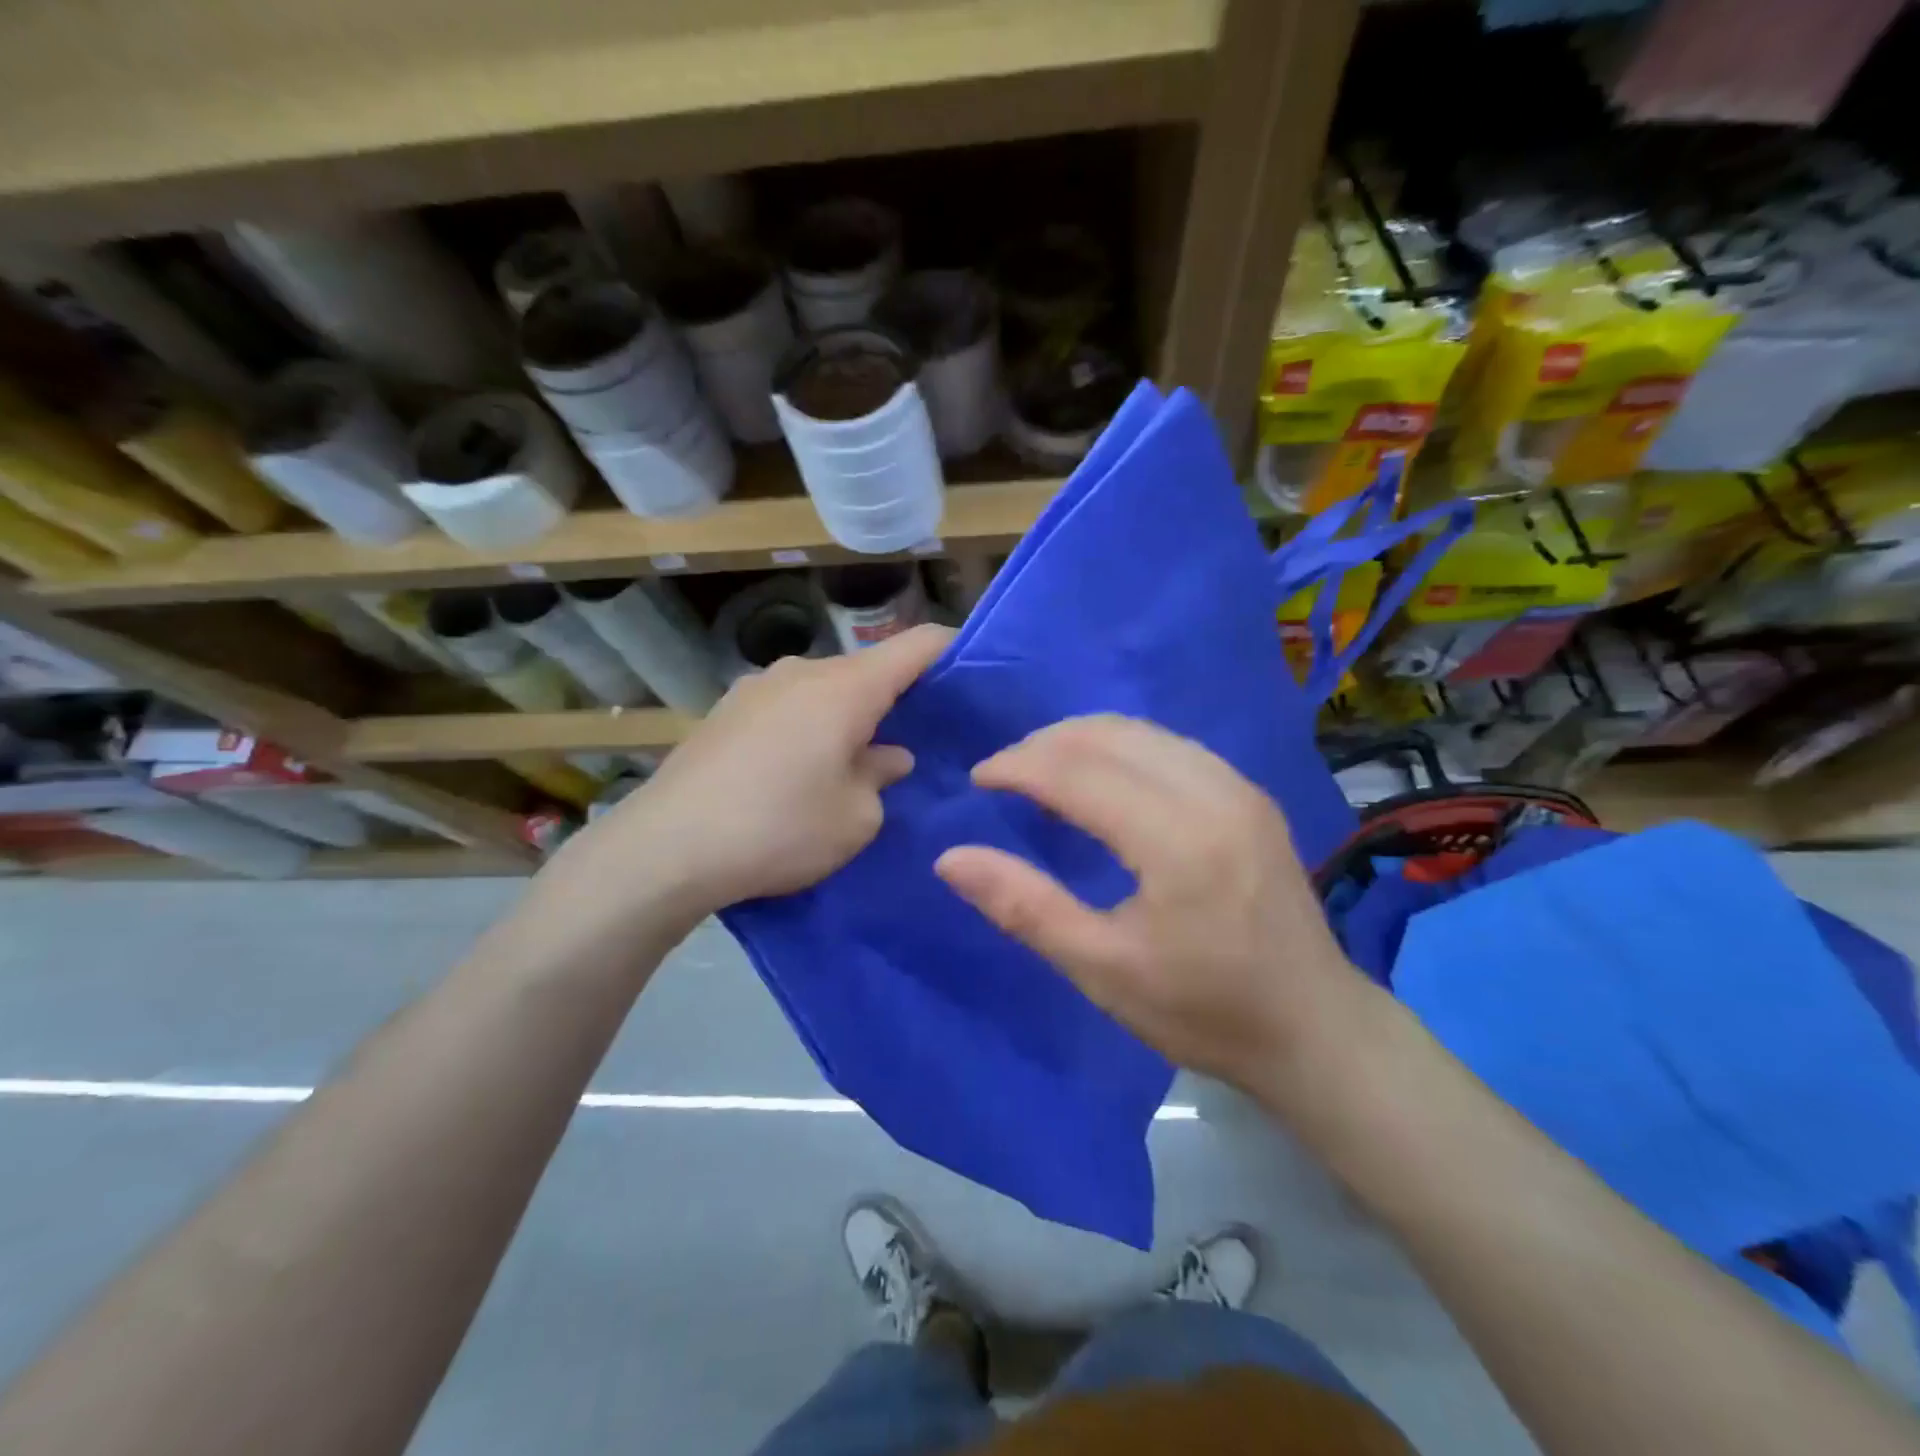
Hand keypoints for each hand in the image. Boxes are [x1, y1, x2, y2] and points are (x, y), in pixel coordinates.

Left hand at [558, 625, 953, 923]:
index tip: (971, 670)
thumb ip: (881, 777)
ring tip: (851, 760)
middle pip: (867, 669)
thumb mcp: (855, 817)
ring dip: (846, 715)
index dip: (950, 649)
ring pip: (824, 689)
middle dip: (895, 697)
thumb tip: (888, 755)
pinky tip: (797, 769)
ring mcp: (757, 687)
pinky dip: (808, 725)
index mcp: (846, 688)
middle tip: (912, 738)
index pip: (915, 645)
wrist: (668, 847)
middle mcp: (802, 672)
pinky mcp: (725, 711)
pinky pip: (787, 706)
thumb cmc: (781, 828)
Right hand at [934, 715, 1370, 1096]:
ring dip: (1080, 740)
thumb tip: (949, 858)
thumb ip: (1024, 907)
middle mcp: (1213, 793)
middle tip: (1002, 775)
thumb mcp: (1102, 970)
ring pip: (1140, 730)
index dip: (1018, 766)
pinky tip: (1098, 779)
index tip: (977, 780)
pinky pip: (1168, 744)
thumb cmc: (1203, 1011)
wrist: (1314, 1027)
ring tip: (1040, 772)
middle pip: (1108, 735)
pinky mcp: (1248, 794)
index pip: (1077, 772)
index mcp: (1177, 840)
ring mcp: (1238, 787)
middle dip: (1043, 744)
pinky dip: (1119, 748)